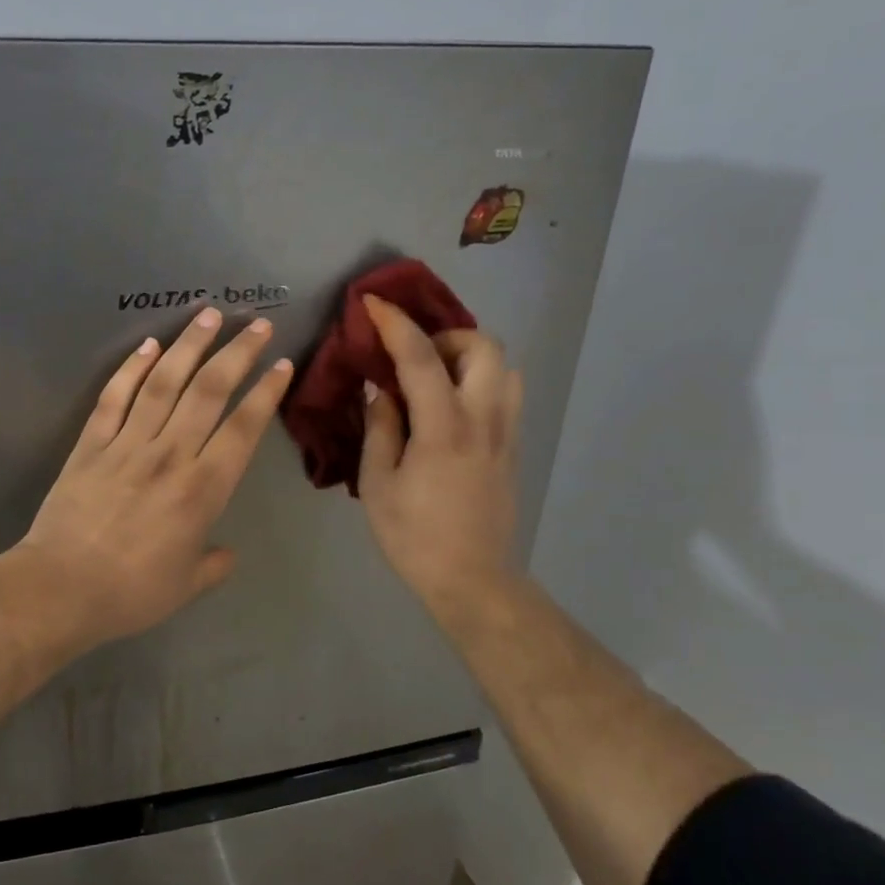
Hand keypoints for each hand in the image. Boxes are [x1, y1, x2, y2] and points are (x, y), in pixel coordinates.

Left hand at [15, 307, 293, 651]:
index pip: (243, 429)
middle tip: (256, 324)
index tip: (280, 364)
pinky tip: (148, 346)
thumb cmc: (131, 592)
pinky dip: (132, 369)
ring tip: (207, 315)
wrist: (60, 588)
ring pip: (164, 382)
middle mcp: (170, 455)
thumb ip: (213, 565)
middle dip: (237, 353)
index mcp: (202, 489)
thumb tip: (226, 553)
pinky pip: (115, 397)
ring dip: (189, 346)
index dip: (265, 393)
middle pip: (209, 392)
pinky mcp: (91, 443)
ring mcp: (127, 443)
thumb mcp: (186, 586)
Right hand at [357, 294, 522, 631]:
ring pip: (505, 368)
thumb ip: (381, 428)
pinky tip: (452, 407)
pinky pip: (506, 395)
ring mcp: (505, 434)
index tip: (372, 303)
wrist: (472, 580)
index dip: (395, 324)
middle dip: (447, 335)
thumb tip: (381, 390)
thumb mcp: (378, 484)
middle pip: (484, 347)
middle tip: (416, 356)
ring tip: (437, 378)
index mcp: (443, 428)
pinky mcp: (513, 449)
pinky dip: (481, 382)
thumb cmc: (414, 536)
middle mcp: (483, 420)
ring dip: (470, 358)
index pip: (421, 358)